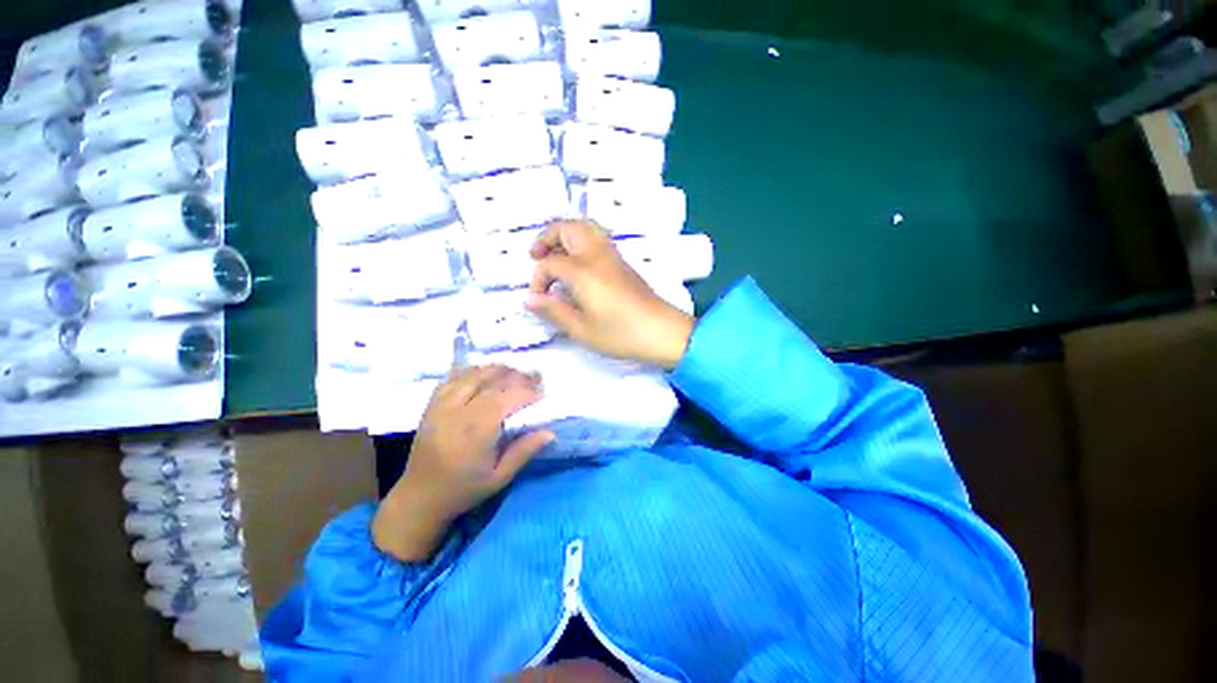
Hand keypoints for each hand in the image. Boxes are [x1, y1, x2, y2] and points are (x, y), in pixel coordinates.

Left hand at [373, 365, 554, 562]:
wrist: (420, 497)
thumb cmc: (464, 489)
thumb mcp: (500, 477)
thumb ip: (524, 451)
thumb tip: (550, 432)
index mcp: (476, 430)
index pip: (507, 397)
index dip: (528, 391)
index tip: (543, 393)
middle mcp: (458, 411)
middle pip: (491, 380)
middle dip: (517, 375)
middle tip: (535, 378)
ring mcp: (441, 405)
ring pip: (473, 374)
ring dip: (497, 369)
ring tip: (515, 373)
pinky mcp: (432, 404)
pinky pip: (453, 377)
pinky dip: (473, 371)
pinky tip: (485, 374)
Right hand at [526, 220, 694, 367]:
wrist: (662, 332)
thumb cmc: (620, 334)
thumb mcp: (582, 330)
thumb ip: (553, 311)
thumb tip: (529, 299)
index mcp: (583, 271)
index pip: (550, 263)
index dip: (538, 279)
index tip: (538, 300)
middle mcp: (596, 255)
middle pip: (568, 227)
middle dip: (547, 237)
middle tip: (536, 257)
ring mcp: (612, 256)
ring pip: (585, 227)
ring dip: (565, 235)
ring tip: (556, 255)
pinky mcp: (623, 263)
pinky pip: (597, 238)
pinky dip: (581, 241)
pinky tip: (578, 265)